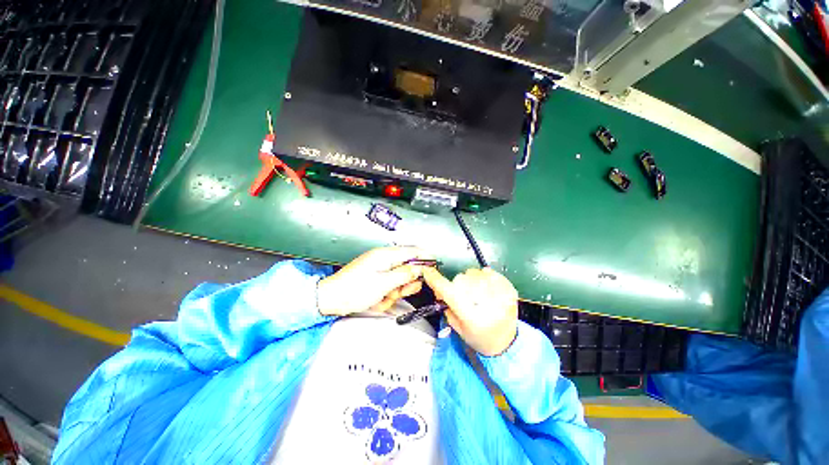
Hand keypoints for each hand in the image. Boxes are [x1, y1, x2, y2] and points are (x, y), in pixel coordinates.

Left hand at [317, 246, 433, 316]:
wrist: (331, 299)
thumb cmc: (354, 290)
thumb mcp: (383, 283)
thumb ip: (404, 274)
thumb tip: (420, 267)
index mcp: (386, 255)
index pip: (412, 251)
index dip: (425, 258)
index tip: (434, 268)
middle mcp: (384, 259)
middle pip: (407, 266)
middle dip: (407, 281)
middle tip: (401, 291)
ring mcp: (379, 269)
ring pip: (399, 278)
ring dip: (397, 290)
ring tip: (386, 297)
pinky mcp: (376, 278)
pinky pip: (390, 285)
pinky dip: (388, 294)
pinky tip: (379, 300)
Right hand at [423, 267, 517, 355]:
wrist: (506, 344)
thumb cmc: (479, 337)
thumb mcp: (457, 326)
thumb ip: (446, 305)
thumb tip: (439, 287)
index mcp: (469, 314)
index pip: (448, 290)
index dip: (435, 279)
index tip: (427, 271)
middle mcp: (484, 302)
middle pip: (460, 279)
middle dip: (457, 285)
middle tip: (462, 295)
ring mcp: (498, 294)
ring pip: (473, 272)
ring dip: (470, 280)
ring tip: (477, 293)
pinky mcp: (508, 288)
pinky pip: (489, 272)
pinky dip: (484, 277)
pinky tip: (487, 289)